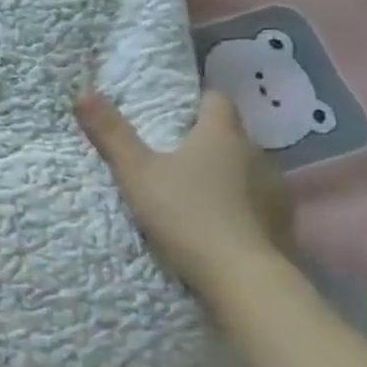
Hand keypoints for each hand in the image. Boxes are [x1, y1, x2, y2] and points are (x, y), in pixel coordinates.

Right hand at [74, 89, 293, 296]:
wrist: (240, 274)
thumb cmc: (184, 213)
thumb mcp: (136, 173)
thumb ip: (111, 134)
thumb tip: (83, 92)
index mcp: (221, 134)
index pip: (216, 99)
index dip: (197, 101)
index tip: (176, 113)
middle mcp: (256, 152)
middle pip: (231, 135)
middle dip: (207, 141)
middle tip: (175, 157)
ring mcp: (275, 187)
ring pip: (247, 168)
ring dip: (227, 174)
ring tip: (198, 193)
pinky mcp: (283, 220)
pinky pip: (259, 201)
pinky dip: (242, 205)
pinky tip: (223, 223)